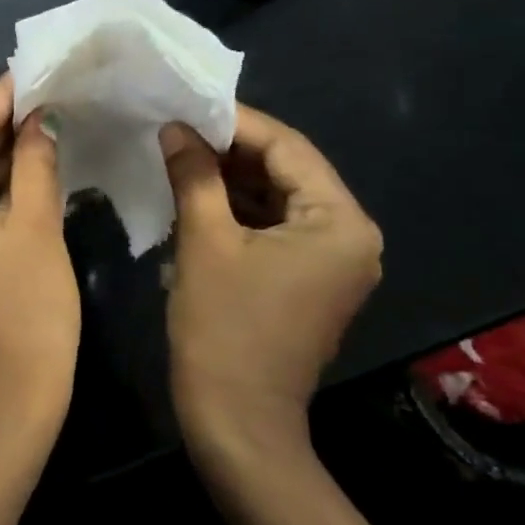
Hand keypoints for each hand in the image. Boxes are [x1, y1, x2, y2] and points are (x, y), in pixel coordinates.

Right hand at [160, 104, 382, 461]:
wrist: (236, 420)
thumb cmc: (223, 328)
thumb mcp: (204, 242)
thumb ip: (194, 175)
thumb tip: (175, 128)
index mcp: (340, 222)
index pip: (288, 148)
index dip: (235, 122)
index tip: (187, 104)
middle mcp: (350, 236)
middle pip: (286, 172)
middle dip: (230, 150)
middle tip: (176, 129)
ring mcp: (332, 262)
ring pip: (276, 199)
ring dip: (229, 179)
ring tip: (178, 156)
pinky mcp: (308, 281)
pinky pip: (273, 228)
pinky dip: (236, 211)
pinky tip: (194, 195)